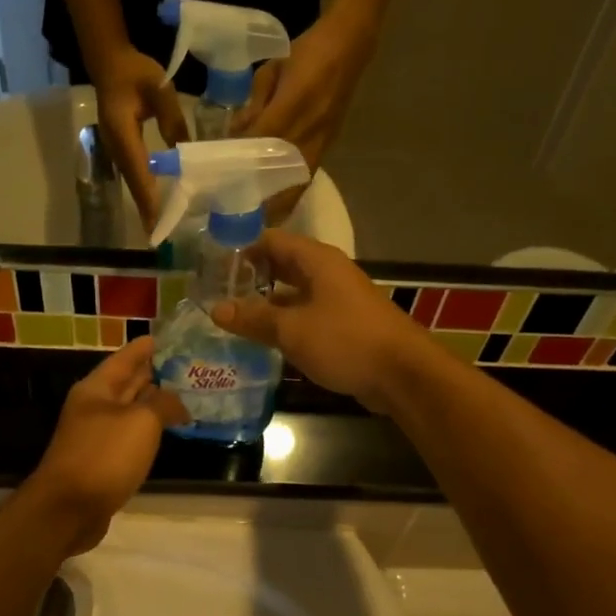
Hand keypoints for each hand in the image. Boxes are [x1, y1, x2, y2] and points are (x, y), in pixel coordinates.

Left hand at [24, 338, 189, 552]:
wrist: (68, 509)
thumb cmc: (104, 456)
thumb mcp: (141, 422)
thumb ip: (163, 404)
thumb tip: (178, 402)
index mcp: (96, 388)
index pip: (125, 357)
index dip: (147, 346)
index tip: (171, 337)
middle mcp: (93, 407)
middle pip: (127, 383)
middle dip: (154, 373)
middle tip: (188, 364)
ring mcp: (96, 435)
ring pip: (130, 411)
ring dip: (154, 403)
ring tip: (185, 395)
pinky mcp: (102, 462)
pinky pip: (130, 437)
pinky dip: (148, 430)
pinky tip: (167, 432)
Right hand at [91, 45, 187, 231]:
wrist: (109, 62)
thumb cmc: (134, 72)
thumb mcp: (159, 89)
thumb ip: (173, 119)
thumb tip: (185, 152)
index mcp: (123, 133)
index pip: (139, 171)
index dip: (149, 198)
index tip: (157, 221)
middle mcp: (116, 147)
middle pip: (134, 184)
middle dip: (147, 210)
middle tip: (161, 235)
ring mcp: (115, 150)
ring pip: (133, 182)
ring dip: (146, 204)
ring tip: (160, 225)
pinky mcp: (120, 149)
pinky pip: (134, 174)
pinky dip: (145, 191)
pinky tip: (156, 201)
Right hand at [209, 230, 429, 413]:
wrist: (403, 374)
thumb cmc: (346, 341)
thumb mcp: (292, 329)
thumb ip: (254, 318)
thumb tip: (216, 309)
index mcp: (317, 261)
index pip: (271, 240)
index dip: (240, 249)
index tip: (211, 266)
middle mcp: (328, 273)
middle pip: (282, 266)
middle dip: (250, 278)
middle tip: (215, 294)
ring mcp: (338, 300)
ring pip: (293, 294)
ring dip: (265, 304)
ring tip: (231, 318)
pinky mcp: (344, 326)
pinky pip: (306, 317)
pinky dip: (284, 324)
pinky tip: (262, 341)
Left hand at [230, 14, 370, 218]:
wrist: (350, 47)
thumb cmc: (307, 54)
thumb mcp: (271, 72)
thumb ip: (254, 105)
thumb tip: (235, 135)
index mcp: (293, 105)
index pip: (261, 143)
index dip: (241, 164)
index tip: (221, 183)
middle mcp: (308, 130)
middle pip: (278, 172)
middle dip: (257, 196)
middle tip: (233, 214)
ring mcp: (320, 143)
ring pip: (295, 184)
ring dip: (275, 204)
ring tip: (253, 221)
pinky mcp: (326, 149)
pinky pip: (304, 180)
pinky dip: (289, 196)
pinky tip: (274, 209)